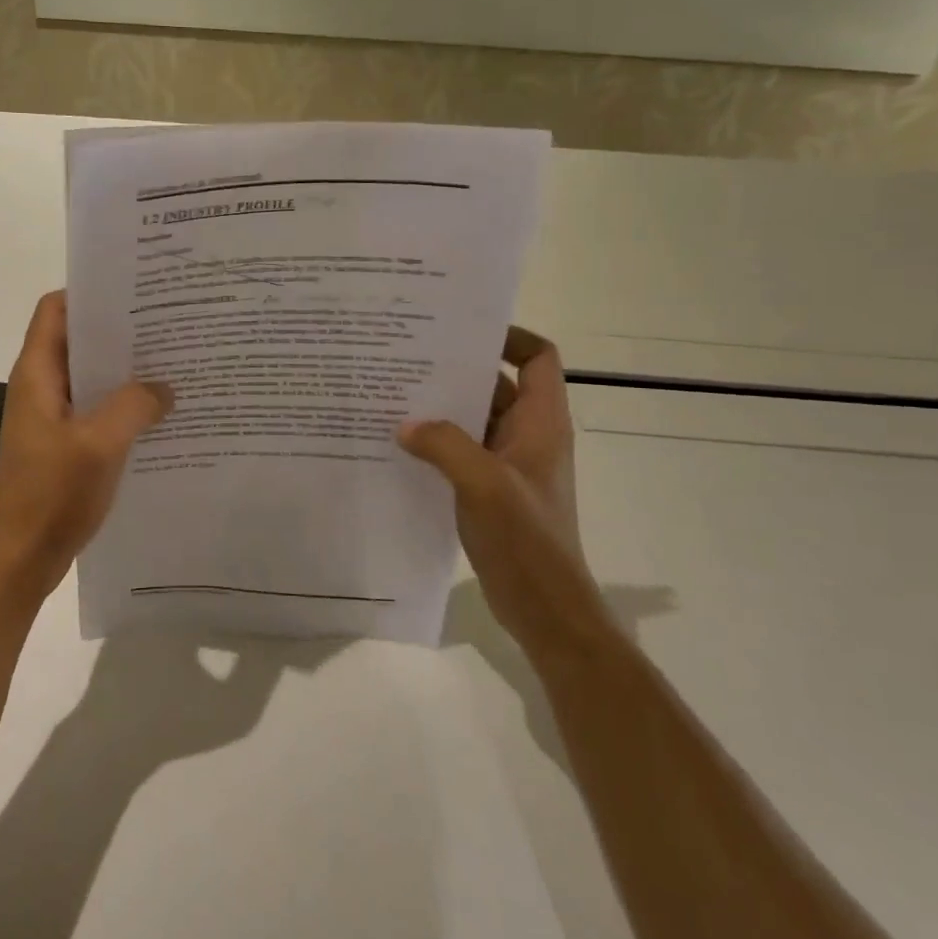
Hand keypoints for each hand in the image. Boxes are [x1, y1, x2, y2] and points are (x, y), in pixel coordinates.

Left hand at [0, 291, 171, 593]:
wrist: (20, 559)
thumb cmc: (51, 495)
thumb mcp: (100, 444)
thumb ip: (134, 406)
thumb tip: (164, 387)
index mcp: (37, 375)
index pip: (55, 310)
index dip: (89, 293)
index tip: (135, 290)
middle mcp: (41, 388)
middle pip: (77, 341)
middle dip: (118, 331)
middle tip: (169, 325)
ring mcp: (51, 418)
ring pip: (90, 378)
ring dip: (124, 371)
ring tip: (173, 364)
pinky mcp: (63, 445)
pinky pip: (95, 411)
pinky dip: (122, 405)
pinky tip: (159, 413)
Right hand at [397, 328, 612, 664]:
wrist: (544, 607)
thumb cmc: (527, 540)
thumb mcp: (484, 485)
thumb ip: (445, 445)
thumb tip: (405, 423)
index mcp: (541, 422)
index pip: (537, 357)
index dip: (508, 337)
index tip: (461, 332)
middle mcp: (528, 435)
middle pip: (495, 385)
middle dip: (456, 371)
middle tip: (406, 358)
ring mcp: (508, 463)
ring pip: (473, 419)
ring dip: (441, 409)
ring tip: (393, 396)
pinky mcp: (490, 489)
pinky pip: (461, 451)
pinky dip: (436, 443)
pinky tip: (399, 445)